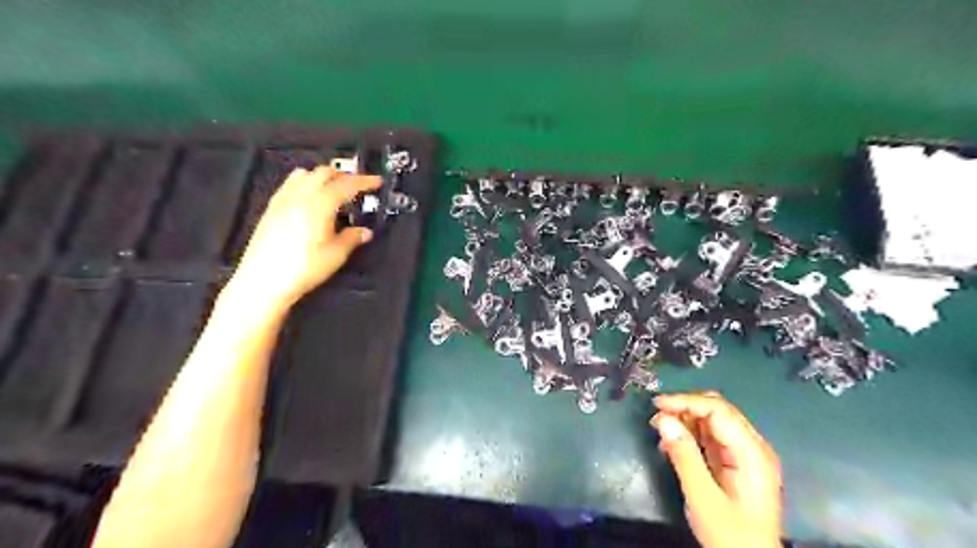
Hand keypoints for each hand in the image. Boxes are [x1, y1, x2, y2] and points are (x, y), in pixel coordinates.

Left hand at [229, 165, 380, 311]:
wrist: (264, 281)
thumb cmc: (304, 268)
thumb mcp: (336, 255)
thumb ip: (352, 238)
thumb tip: (365, 232)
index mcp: (320, 205)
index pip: (346, 185)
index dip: (364, 181)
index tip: (377, 181)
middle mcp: (300, 196)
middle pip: (324, 173)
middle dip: (344, 176)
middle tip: (358, 187)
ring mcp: (283, 200)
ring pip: (305, 174)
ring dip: (323, 177)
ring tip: (334, 190)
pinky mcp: (271, 208)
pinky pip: (290, 184)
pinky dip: (305, 183)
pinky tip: (310, 199)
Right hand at [652, 391, 782, 547]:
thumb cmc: (730, 536)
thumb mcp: (702, 498)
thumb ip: (684, 456)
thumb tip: (663, 420)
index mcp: (751, 453)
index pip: (718, 410)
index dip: (686, 402)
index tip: (657, 405)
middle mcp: (753, 447)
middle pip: (718, 411)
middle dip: (685, 408)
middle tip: (657, 418)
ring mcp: (746, 455)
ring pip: (714, 421)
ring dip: (685, 419)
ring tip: (660, 430)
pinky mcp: (737, 464)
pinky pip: (712, 437)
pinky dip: (691, 434)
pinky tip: (673, 443)